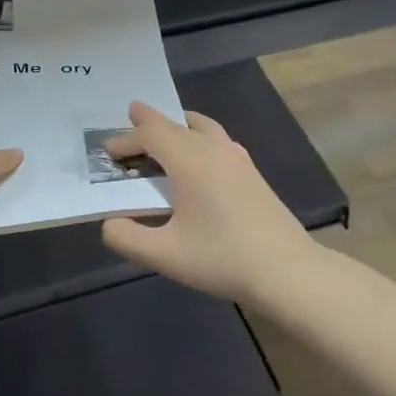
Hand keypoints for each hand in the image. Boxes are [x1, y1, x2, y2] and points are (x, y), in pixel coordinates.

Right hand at [101, 102, 315, 306]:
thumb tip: (110, 223)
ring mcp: (238, 159)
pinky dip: (198, 137)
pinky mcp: (252, 173)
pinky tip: (199, 160)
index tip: (108, 150)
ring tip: (165, 133)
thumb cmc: (222, 259)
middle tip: (130, 124)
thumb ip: (127, 237)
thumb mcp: (164, 255)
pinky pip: (217, 140)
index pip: (151, 134)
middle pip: (176, 125)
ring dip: (178, 125)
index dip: (127, 139)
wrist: (287, 271)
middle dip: (149, 127)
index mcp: (190, 161)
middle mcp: (214, 150)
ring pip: (202, 127)